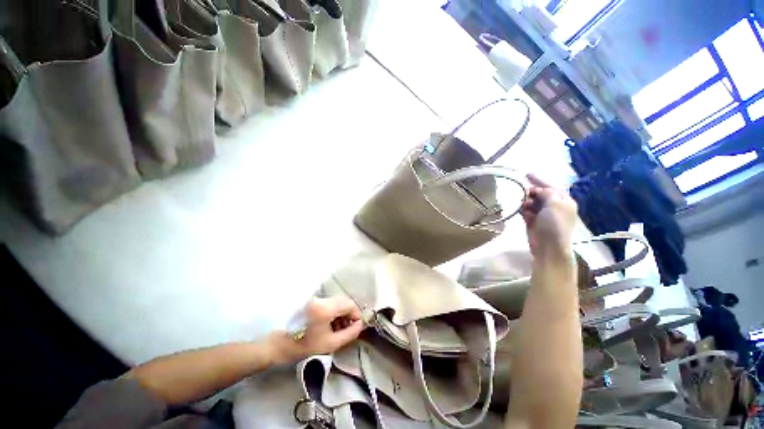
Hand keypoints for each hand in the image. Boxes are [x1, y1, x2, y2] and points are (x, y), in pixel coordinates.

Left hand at [269, 296, 362, 364]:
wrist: (276, 345)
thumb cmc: (303, 346)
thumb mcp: (330, 344)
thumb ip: (349, 334)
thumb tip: (360, 325)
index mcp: (325, 307)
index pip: (349, 304)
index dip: (356, 314)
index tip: (357, 326)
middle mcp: (321, 299)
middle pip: (343, 301)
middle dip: (349, 313)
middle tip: (349, 328)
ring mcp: (316, 298)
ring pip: (336, 302)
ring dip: (341, 313)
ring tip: (339, 328)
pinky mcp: (311, 301)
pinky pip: (329, 303)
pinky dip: (333, 312)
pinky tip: (330, 324)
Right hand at [521, 174, 577, 258]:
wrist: (548, 247)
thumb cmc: (554, 224)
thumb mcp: (554, 204)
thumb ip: (546, 193)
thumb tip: (538, 190)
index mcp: (564, 202)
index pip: (552, 187)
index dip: (540, 180)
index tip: (527, 174)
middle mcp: (555, 207)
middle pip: (541, 194)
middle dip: (531, 191)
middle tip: (522, 190)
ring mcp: (544, 215)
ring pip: (532, 203)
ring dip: (526, 201)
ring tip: (522, 203)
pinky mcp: (534, 222)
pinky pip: (527, 212)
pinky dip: (524, 210)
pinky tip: (521, 210)